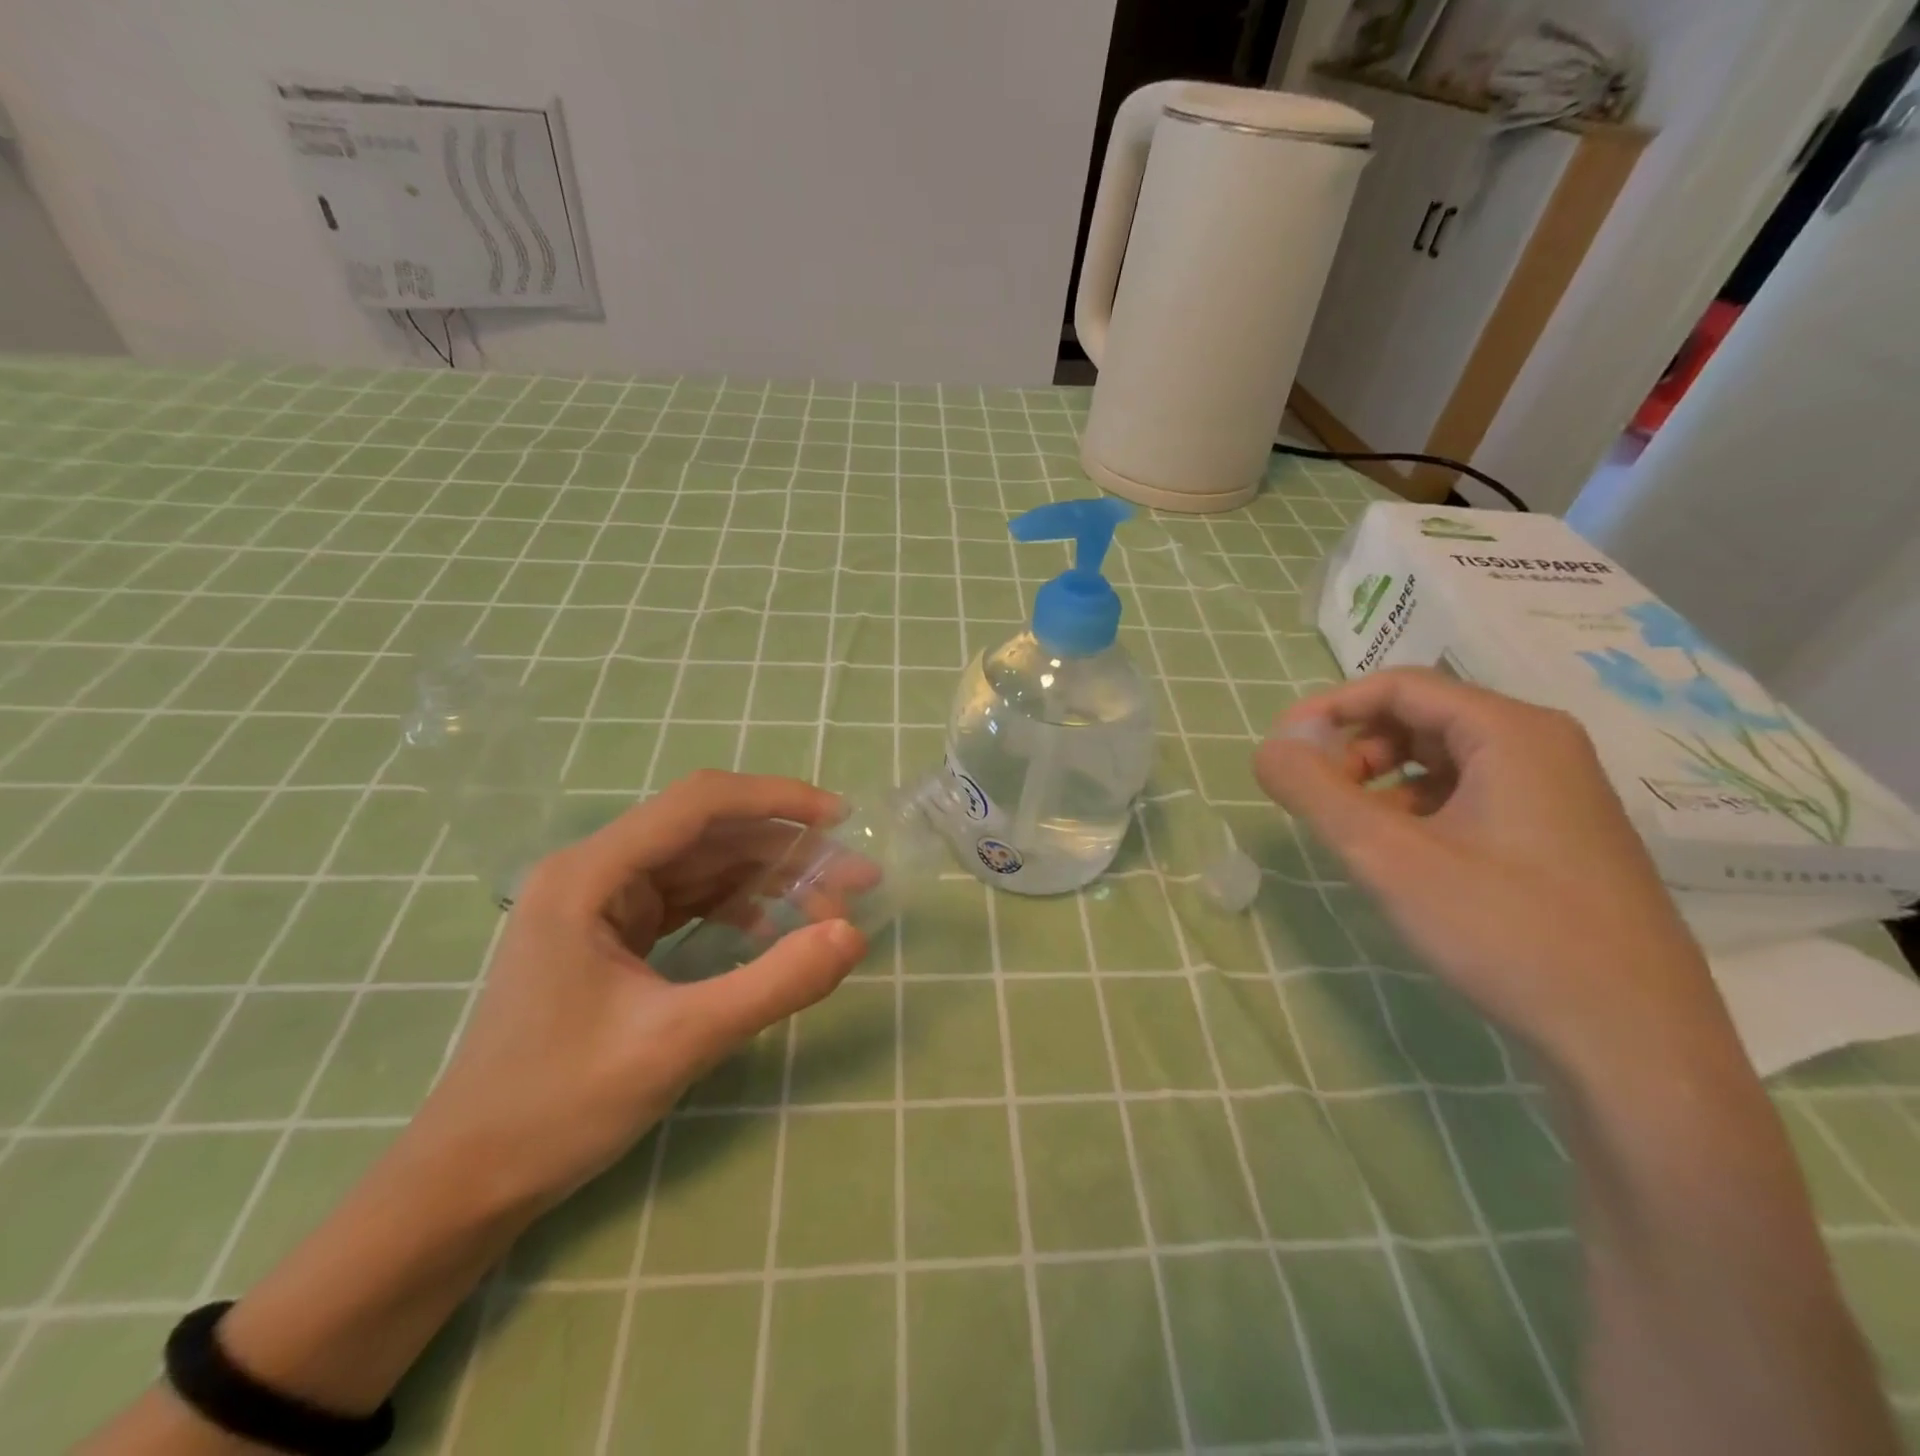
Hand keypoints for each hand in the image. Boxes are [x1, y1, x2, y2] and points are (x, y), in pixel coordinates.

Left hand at [410, 770, 868, 1217]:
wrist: (468, 1182)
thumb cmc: (558, 1106)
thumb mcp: (679, 1042)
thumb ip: (774, 984)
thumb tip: (854, 934)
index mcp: (591, 875)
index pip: (699, 804)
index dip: (777, 800)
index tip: (842, 820)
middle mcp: (594, 872)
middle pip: (708, 834)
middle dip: (786, 852)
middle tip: (855, 881)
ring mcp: (601, 904)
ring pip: (704, 866)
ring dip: (768, 880)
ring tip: (829, 908)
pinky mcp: (611, 936)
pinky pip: (689, 901)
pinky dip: (738, 909)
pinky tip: (773, 934)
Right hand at [1253, 669, 1736, 1076]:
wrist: (1635, 1046)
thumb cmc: (1505, 932)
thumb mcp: (1387, 856)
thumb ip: (1314, 792)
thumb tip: (1267, 748)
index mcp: (1512, 733)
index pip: (1400, 687)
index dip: (1330, 709)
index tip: (1281, 750)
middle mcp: (1543, 749)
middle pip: (1424, 719)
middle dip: (1357, 749)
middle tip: (1317, 798)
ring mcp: (1558, 797)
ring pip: (1445, 762)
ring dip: (1383, 783)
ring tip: (1353, 835)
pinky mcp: (1559, 840)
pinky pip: (1471, 799)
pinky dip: (1419, 812)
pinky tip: (1402, 860)